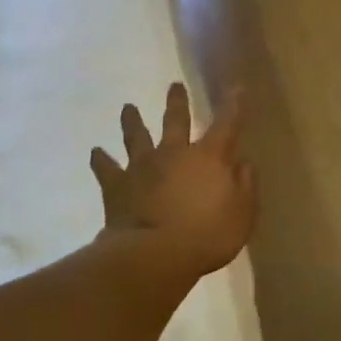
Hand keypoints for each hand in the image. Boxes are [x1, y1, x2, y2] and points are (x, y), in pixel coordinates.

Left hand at [91, 83, 256, 279]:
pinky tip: (95, 152)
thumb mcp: (242, 215)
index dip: (233, 106)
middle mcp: (174, 153)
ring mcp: (142, 167)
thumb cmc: (207, 237)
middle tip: (175, 85)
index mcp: (208, 157)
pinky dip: (100, 160)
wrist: (154, 256)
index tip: (236, 88)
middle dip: (177, 102)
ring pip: (136, 136)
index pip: (226, 125)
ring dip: (132, 121)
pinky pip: (106, 169)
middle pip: (176, 120)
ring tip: (128, 107)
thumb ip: (245, 186)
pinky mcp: (117, 186)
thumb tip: (244, 163)